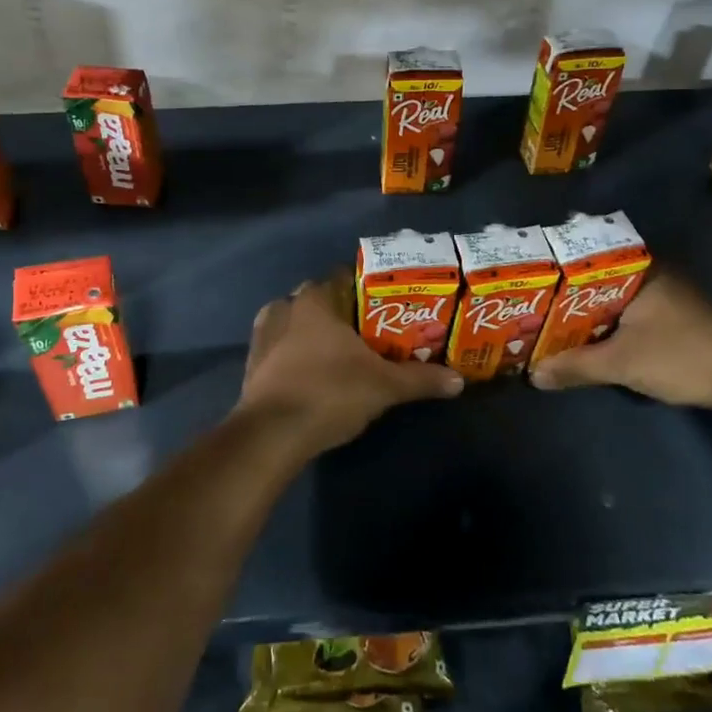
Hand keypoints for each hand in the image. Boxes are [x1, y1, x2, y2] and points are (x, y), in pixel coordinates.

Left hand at [237, 273, 463, 453]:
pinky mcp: (252, 361)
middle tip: (372, 332)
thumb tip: (459, 381)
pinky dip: (296, 353)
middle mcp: (285, 305)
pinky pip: (281, 346)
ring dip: (316, 332)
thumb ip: (421, 379)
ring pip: (297, 321)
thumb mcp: (384, 386)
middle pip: (322, 299)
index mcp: (315, 299)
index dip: (369, 288)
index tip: (390, 305)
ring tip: (343, 353)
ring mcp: (263, 333)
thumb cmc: (329, 393)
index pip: (345, 276)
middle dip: (344, 312)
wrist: (271, 434)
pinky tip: (313, 372)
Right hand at [527, 271, 711, 417]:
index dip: (553, 271)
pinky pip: (624, 314)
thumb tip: (532, 375)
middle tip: (525, 306)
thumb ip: (575, 366)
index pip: (584, 258)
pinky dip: (603, 325)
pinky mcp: (670, 318)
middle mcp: (650, 274)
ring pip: (609, 300)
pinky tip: (582, 340)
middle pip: (594, 281)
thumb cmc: (683, 357)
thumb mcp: (622, 363)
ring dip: (582, 315)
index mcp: (639, 269)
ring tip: (543, 323)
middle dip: (562, 297)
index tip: (523, 282)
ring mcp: (663, 295)